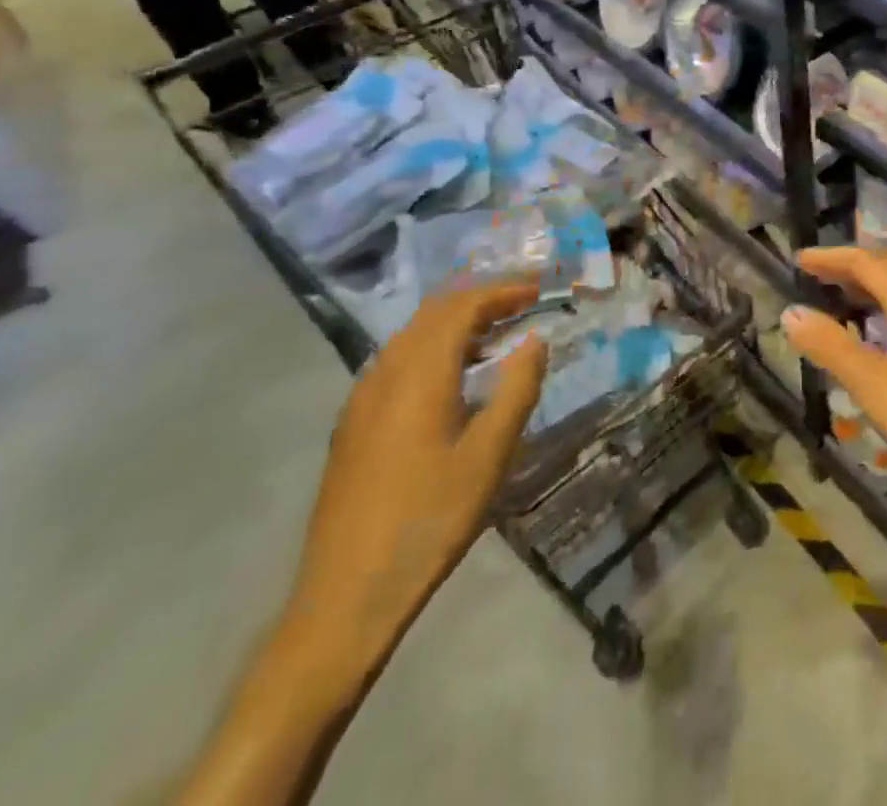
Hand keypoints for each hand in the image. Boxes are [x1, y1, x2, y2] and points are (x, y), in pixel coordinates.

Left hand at [283, 281, 547, 686]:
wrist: (347, 594)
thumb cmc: (429, 519)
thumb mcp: (490, 454)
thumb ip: (517, 388)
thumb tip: (535, 340)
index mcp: (419, 373)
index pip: (463, 307)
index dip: (503, 292)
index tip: (539, 291)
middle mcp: (385, 372)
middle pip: (433, 313)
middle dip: (480, 300)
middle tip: (522, 304)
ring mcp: (362, 398)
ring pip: (412, 336)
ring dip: (455, 324)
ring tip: (496, 336)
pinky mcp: (353, 424)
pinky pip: (398, 362)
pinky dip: (433, 350)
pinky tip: (453, 379)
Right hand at [781, 247, 886, 505]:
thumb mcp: (873, 384)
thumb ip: (831, 346)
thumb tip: (790, 312)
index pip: (866, 261)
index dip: (831, 258)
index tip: (799, 260)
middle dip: (850, 267)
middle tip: (816, 275)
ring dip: (872, 285)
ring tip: (841, 296)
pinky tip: (882, 329)